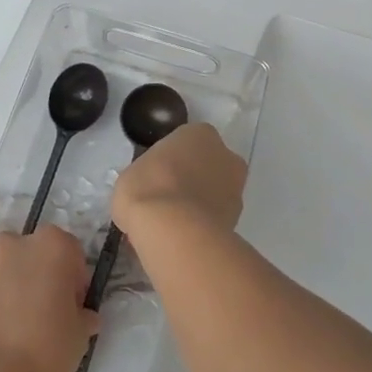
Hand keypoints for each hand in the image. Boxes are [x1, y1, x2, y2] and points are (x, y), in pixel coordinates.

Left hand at [0, 226, 99, 371]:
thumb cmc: (47, 347)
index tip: (73, 305)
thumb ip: (82, 315)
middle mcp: (18, 243)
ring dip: (15, 285)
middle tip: (46, 312)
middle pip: (36, 254)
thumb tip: (82, 317)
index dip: (74, 279)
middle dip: (42, 275)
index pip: (72, 252)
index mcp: (54, 245)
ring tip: (18, 324)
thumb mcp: (81, 334)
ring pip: (8, 268)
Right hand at [111, 122, 247, 236]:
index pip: (185, 142)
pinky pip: (214, 218)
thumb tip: (149, 187)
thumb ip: (147, 174)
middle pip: (206, 165)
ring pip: (213, 193)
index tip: (155, 178)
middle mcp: (225, 154)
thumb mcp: (132, 173)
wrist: (175, 230)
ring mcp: (236, 188)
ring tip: (170, 226)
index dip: (169, 160)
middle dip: (190, 180)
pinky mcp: (238, 218)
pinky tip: (181, 238)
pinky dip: (202, 226)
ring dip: (198, 204)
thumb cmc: (149, 188)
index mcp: (200, 133)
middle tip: (164, 200)